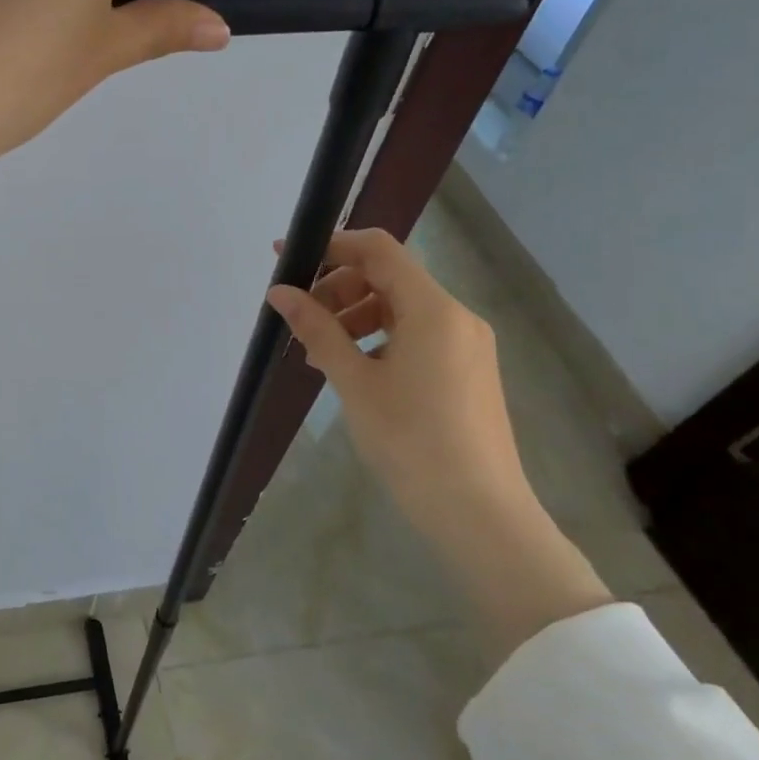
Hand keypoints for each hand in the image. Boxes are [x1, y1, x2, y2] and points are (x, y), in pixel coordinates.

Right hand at [266, 230, 611, 661]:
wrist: (479, 513)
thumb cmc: (410, 440)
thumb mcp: (354, 381)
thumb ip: (316, 329)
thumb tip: (279, 291)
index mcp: (433, 309)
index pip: (377, 249)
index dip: (329, 245)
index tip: (285, 257)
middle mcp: (456, 316)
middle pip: (388, 277)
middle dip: (338, 288)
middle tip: (300, 319)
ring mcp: (467, 345)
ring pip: (401, 307)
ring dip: (355, 315)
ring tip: (319, 352)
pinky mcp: (468, 371)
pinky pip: (417, 334)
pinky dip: (379, 338)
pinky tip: (353, 369)